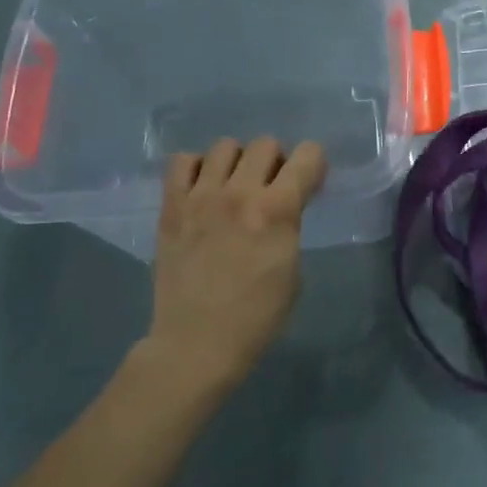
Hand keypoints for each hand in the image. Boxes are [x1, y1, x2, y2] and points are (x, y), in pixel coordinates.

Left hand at [143, 137, 326, 396]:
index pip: (308, 156)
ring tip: (235, 187)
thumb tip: (282, 210)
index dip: (315, 165)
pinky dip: (197, 168)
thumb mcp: (292, 270)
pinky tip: (204, 190)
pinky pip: (182, 161)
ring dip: (238, 162)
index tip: (311, 184)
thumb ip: (288, 228)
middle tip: (272, 188)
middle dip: (277, 162)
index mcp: (277, 211)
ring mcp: (200, 197)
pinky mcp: (171, 207)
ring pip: (225, 146)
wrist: (197, 342)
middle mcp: (239, 193)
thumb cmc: (257, 317)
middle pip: (266, 144)